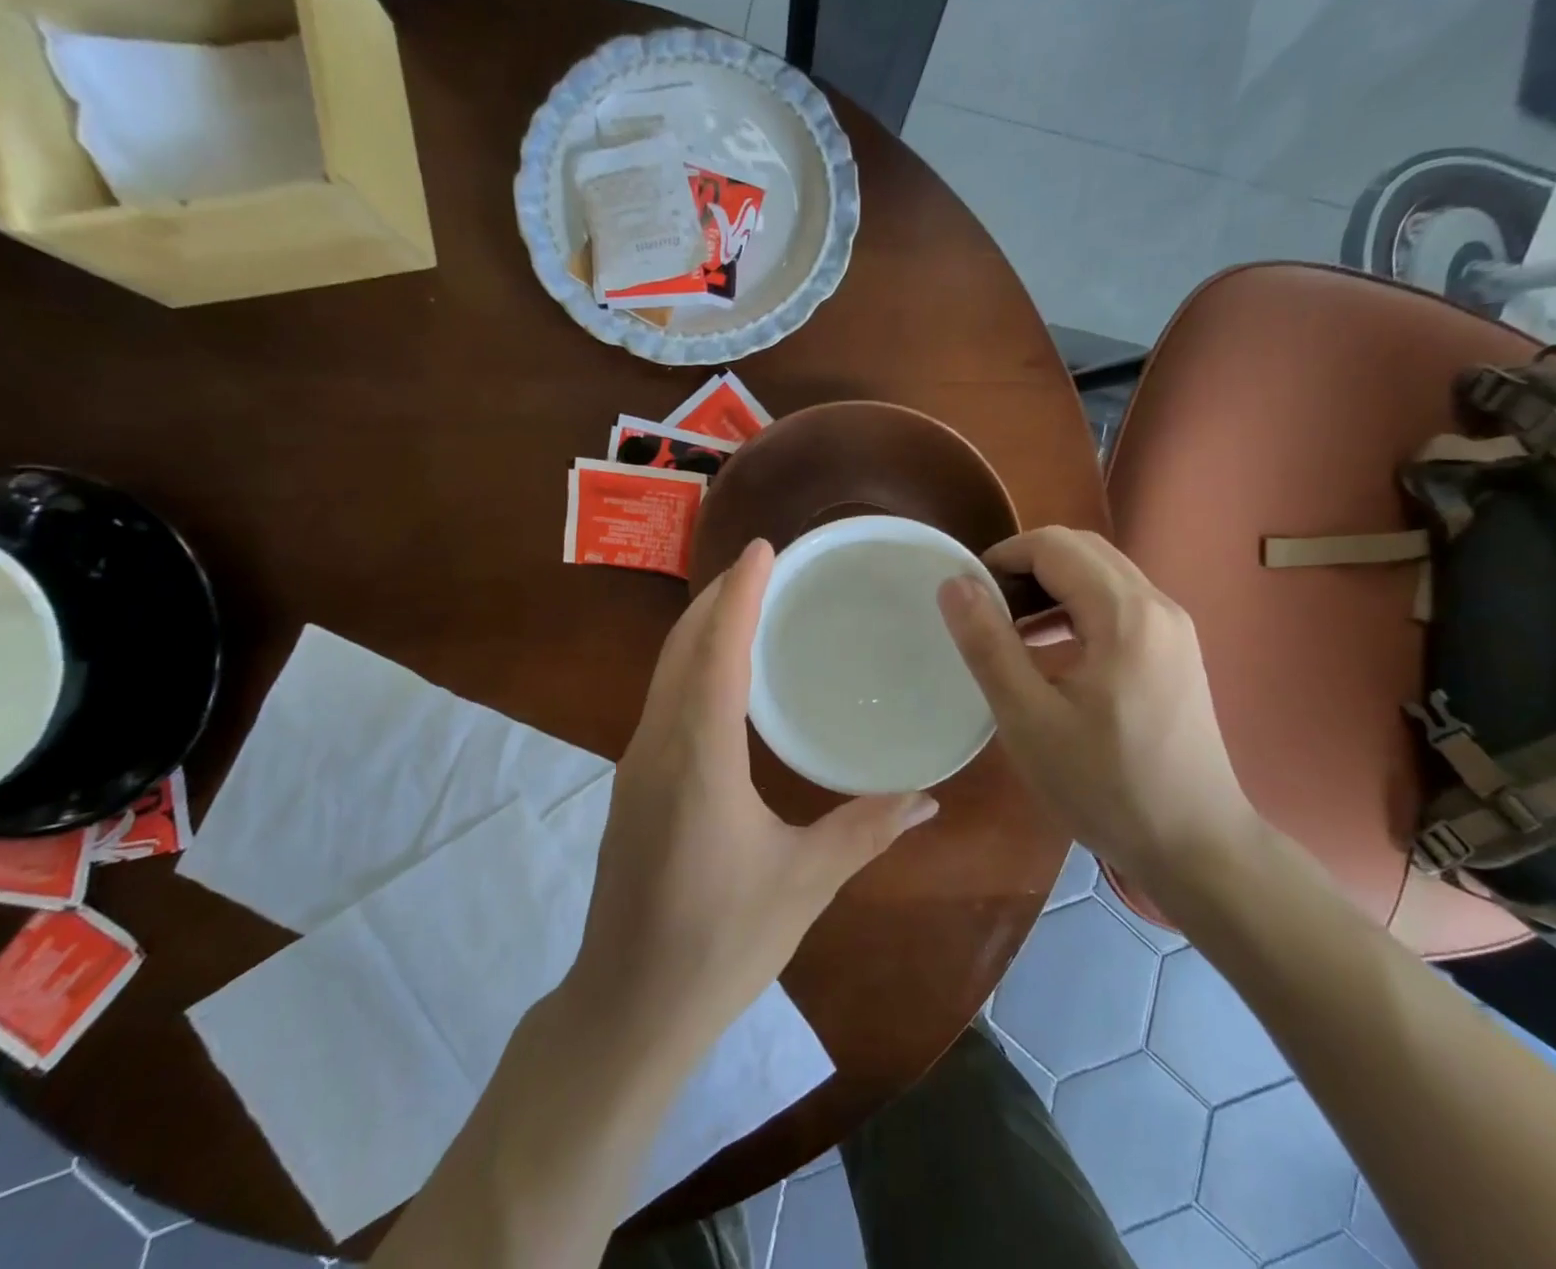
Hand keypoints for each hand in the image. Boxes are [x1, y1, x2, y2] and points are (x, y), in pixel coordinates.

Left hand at [571, 538, 938, 1045]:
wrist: (627, 1007)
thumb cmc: (719, 943)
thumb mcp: (804, 883)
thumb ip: (866, 830)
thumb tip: (928, 796)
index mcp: (700, 758)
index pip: (717, 652)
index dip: (741, 594)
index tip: (765, 549)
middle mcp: (659, 745)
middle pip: (682, 647)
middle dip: (718, 598)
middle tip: (764, 565)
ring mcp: (637, 763)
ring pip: (666, 670)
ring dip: (702, 628)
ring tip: (746, 603)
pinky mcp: (634, 784)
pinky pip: (663, 698)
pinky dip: (692, 664)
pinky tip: (722, 675)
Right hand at [936, 527, 1257, 904]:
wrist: (1197, 847)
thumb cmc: (1106, 786)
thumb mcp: (1029, 719)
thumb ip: (988, 644)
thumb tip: (955, 583)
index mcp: (1124, 614)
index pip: (1054, 546)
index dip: (1002, 558)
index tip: (967, 596)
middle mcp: (1157, 605)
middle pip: (1081, 550)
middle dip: (1026, 566)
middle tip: (986, 610)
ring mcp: (1173, 627)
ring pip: (1102, 574)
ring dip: (1051, 586)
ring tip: (1010, 629)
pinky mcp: (1176, 650)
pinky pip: (1119, 603)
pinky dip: (1077, 608)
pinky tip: (1051, 651)